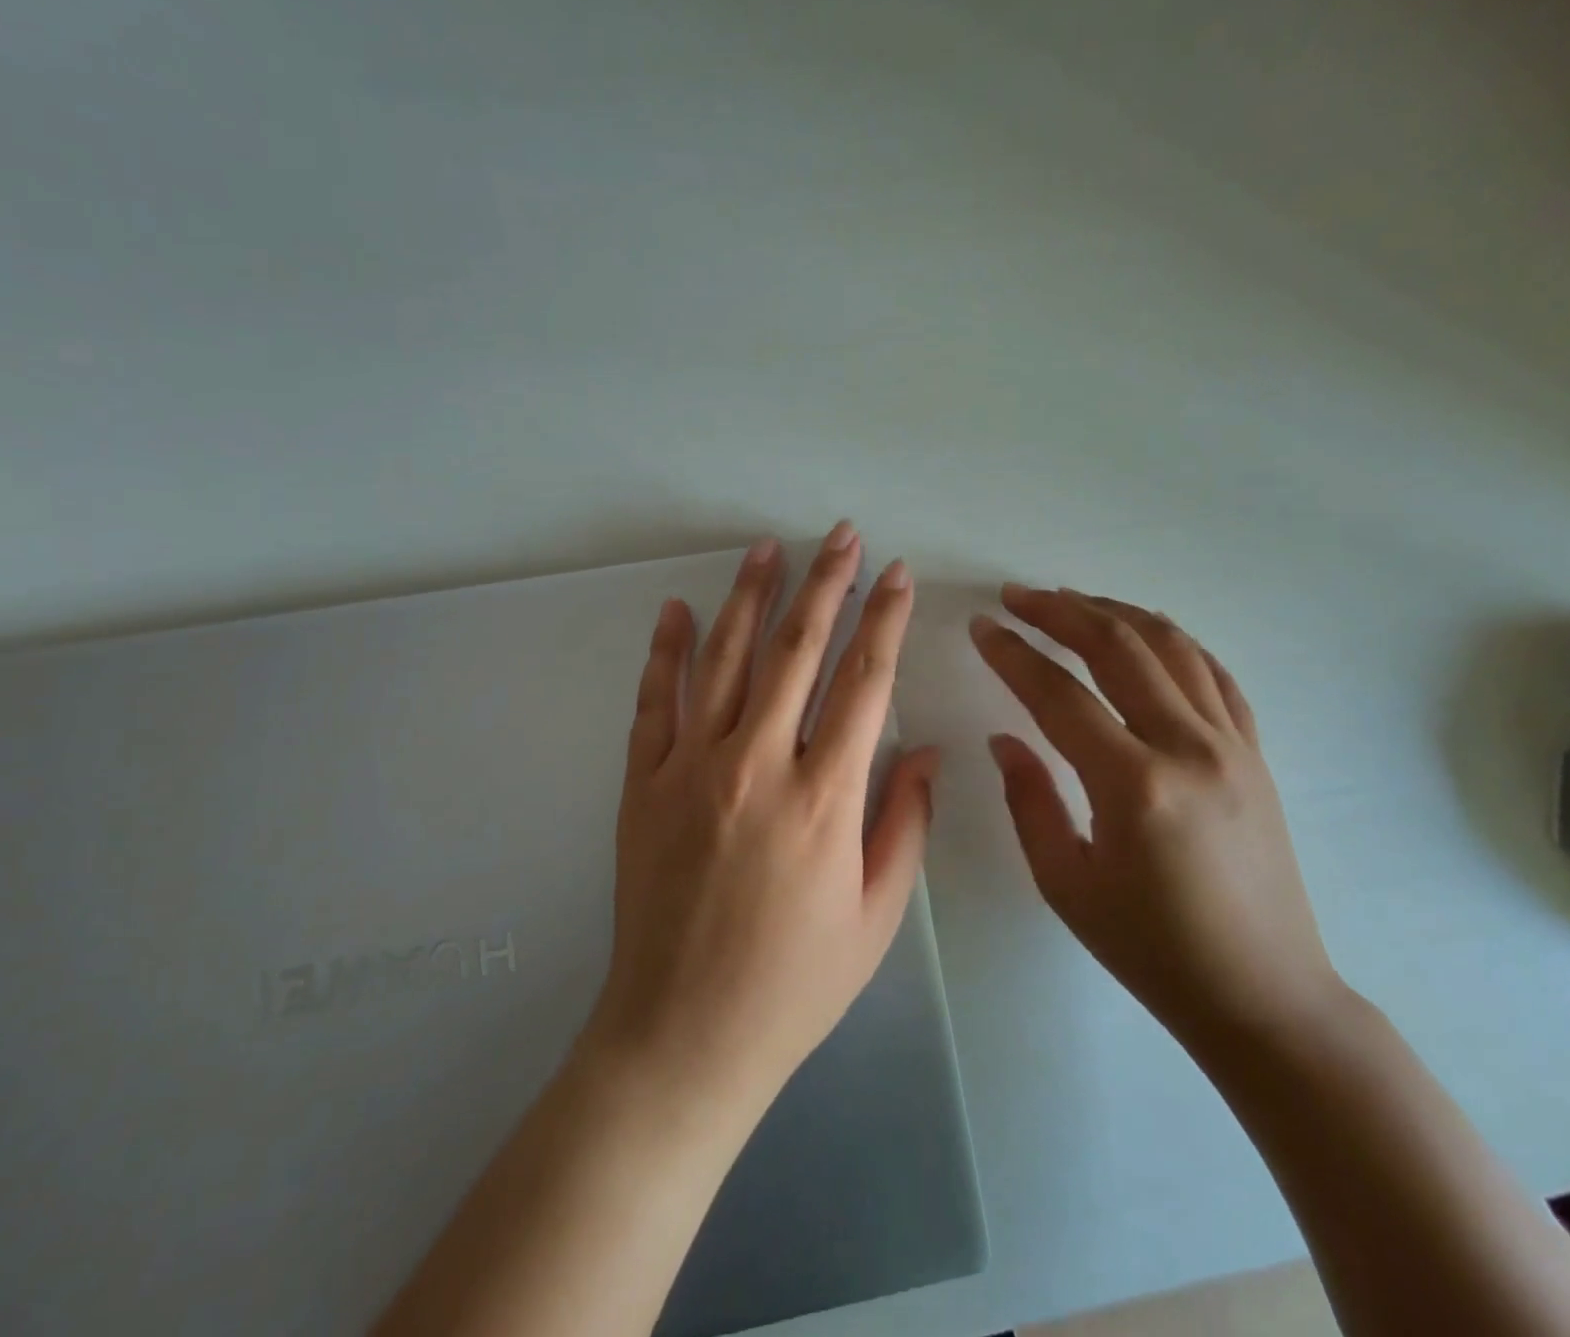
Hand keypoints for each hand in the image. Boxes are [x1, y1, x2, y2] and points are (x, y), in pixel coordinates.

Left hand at [586, 523, 939, 1116]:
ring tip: (768, 548)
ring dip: (749, 596)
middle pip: (796, 650)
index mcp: (824, 798)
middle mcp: (756, 765)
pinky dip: (666, 650)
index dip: (885, 620)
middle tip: (841, 535)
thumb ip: (904, 822)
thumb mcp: (876, 916)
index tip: (897, 575)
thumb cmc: (794, 982)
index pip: (865, 682)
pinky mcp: (644, 783)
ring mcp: (690, 767)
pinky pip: (655, 701)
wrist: (683, 1035)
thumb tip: (925, 749)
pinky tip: (678, 608)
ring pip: (724, 659)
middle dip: (825, 584)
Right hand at [970, 587, 1342, 1045]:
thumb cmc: (1152, 950)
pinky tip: (1144, 632)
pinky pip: (1214, 673)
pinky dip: (1173, 640)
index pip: (1059, 694)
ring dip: (1115, 612)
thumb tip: (1004, 738)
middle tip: (1017, 596)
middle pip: (1118, 648)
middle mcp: (1188, 747)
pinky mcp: (1256, 752)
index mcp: (1133, 786)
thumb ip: (1028, 801)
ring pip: (1171, 646)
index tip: (981, 627)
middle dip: (1060, 611)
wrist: (1265, 996)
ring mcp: (1232, 744)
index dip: (1013, 655)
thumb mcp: (1066, 884)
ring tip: (1071, 600)